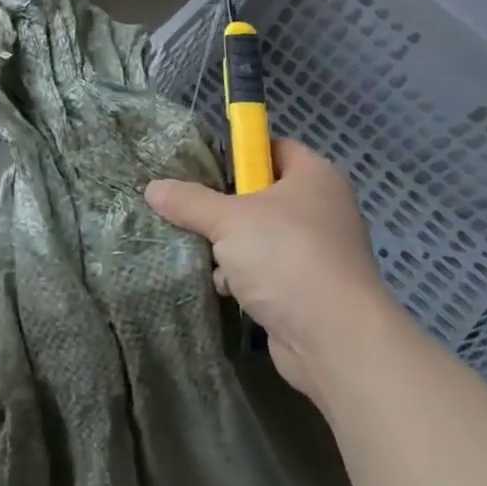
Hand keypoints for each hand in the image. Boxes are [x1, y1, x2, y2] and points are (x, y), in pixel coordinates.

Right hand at [145, 139, 399, 400]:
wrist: (334, 338)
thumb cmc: (286, 258)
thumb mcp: (229, 221)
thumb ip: (189, 201)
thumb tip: (152, 187)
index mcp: (314, 176)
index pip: (272, 148)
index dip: (237, 154)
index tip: (200, 168)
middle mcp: (321, 207)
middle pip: (261, 194)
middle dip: (224, 207)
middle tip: (189, 211)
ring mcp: (317, 250)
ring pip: (259, 235)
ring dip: (229, 247)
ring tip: (203, 254)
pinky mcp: (308, 287)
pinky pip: (266, 269)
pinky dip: (244, 276)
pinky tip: (224, 287)